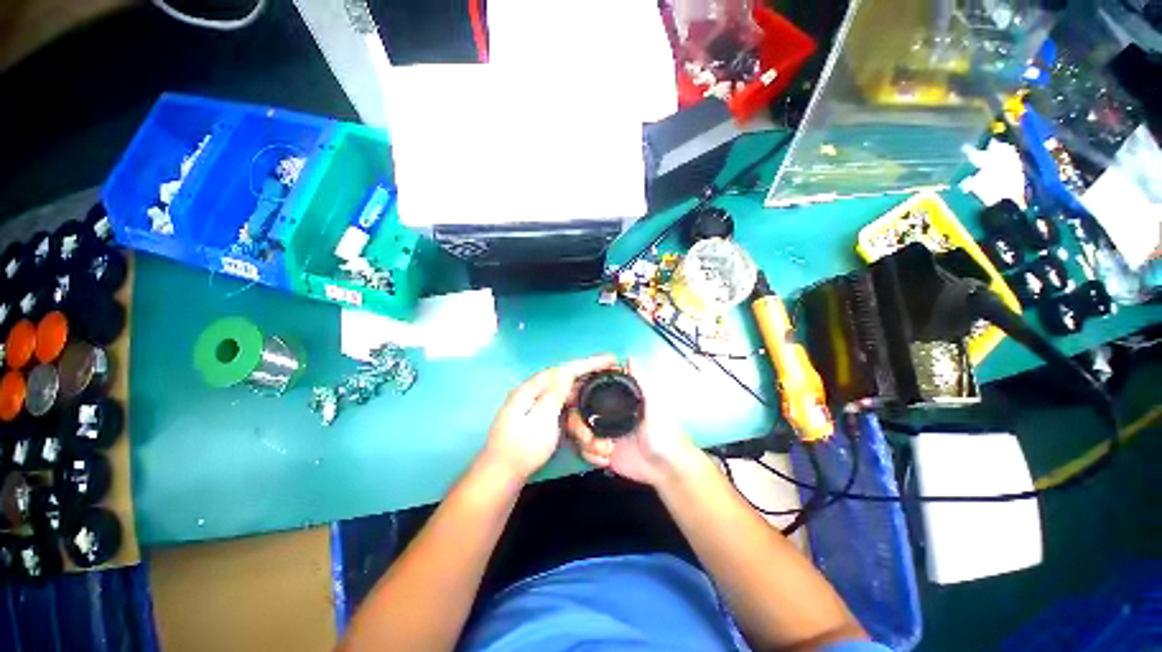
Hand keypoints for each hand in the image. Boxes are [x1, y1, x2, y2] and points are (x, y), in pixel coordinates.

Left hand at [484, 355, 617, 481]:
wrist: (501, 474)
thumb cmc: (522, 448)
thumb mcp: (541, 420)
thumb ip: (554, 394)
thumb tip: (566, 371)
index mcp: (532, 389)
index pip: (565, 370)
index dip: (588, 363)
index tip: (610, 359)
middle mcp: (533, 391)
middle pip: (566, 377)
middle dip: (588, 374)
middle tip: (610, 370)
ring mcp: (535, 404)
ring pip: (564, 390)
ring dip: (583, 388)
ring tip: (602, 382)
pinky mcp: (537, 415)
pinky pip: (561, 402)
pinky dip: (575, 401)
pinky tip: (585, 400)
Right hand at [566, 359, 697, 486]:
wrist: (666, 469)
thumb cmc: (664, 433)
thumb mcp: (655, 404)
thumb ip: (643, 382)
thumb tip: (629, 357)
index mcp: (616, 398)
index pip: (589, 390)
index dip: (578, 394)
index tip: (573, 401)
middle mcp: (605, 412)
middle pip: (577, 411)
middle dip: (578, 426)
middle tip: (590, 436)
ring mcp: (601, 431)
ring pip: (577, 431)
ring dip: (586, 443)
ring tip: (605, 450)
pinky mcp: (601, 450)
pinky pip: (583, 449)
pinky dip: (590, 455)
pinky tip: (605, 458)